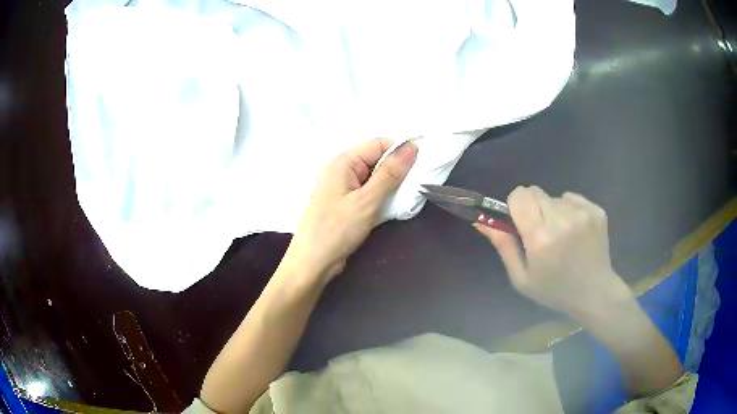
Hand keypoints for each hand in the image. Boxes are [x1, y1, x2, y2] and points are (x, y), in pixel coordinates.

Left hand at [282, 138, 417, 286]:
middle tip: (415, 185)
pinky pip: (367, 193)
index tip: (421, 165)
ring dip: (390, 186)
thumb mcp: (367, 200)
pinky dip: (380, 198)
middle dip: (396, 170)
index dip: (400, 151)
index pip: (378, 144)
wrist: (312, 263)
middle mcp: (341, 170)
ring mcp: (341, 188)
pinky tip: (391, 208)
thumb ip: (390, 173)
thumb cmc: (337, 230)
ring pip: (373, 178)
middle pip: (376, 160)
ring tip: (405, 198)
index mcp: (343, 162)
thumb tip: (411, 147)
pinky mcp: (344, 204)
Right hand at [476, 186, 631, 321]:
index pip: (519, 196)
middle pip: (535, 191)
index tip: (519, 220)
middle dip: (532, 207)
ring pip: (554, 196)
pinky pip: (572, 198)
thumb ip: (503, 246)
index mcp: (540, 238)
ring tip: (562, 235)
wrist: (594, 293)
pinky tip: (576, 231)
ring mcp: (582, 213)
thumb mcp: (522, 278)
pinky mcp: (596, 211)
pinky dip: (569, 210)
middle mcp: (561, 220)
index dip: (515, 205)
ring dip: (553, 211)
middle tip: (541, 230)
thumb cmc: (554, 290)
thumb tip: (481, 221)